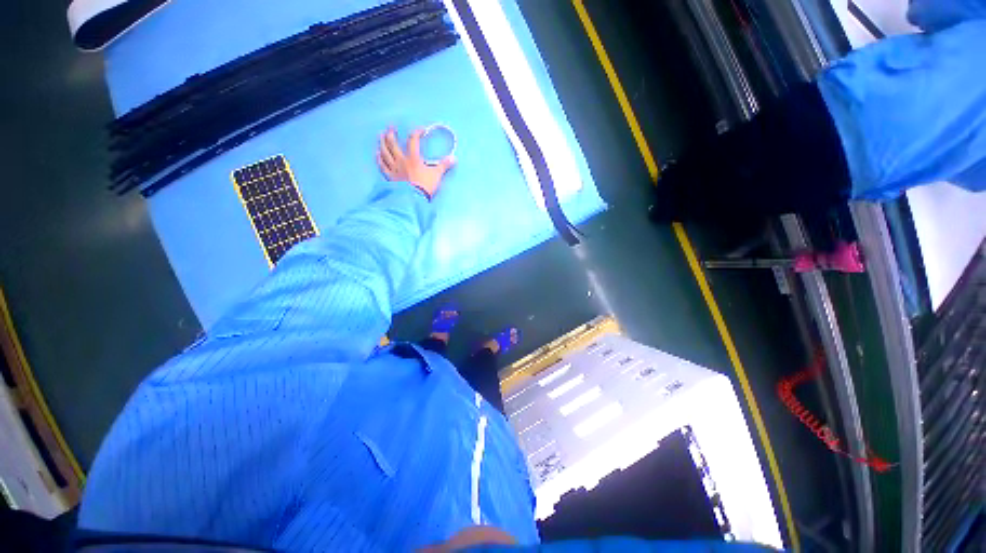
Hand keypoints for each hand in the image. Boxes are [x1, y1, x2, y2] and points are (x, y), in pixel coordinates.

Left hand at [376, 126, 454, 198]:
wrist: (414, 199)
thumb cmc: (425, 186)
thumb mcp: (437, 175)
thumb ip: (444, 165)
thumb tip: (454, 158)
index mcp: (413, 158)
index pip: (413, 140)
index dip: (416, 133)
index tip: (421, 130)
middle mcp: (401, 160)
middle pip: (393, 143)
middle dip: (391, 134)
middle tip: (391, 128)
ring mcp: (394, 168)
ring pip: (385, 152)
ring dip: (382, 143)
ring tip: (381, 136)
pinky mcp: (390, 177)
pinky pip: (382, 166)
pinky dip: (379, 159)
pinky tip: (377, 154)